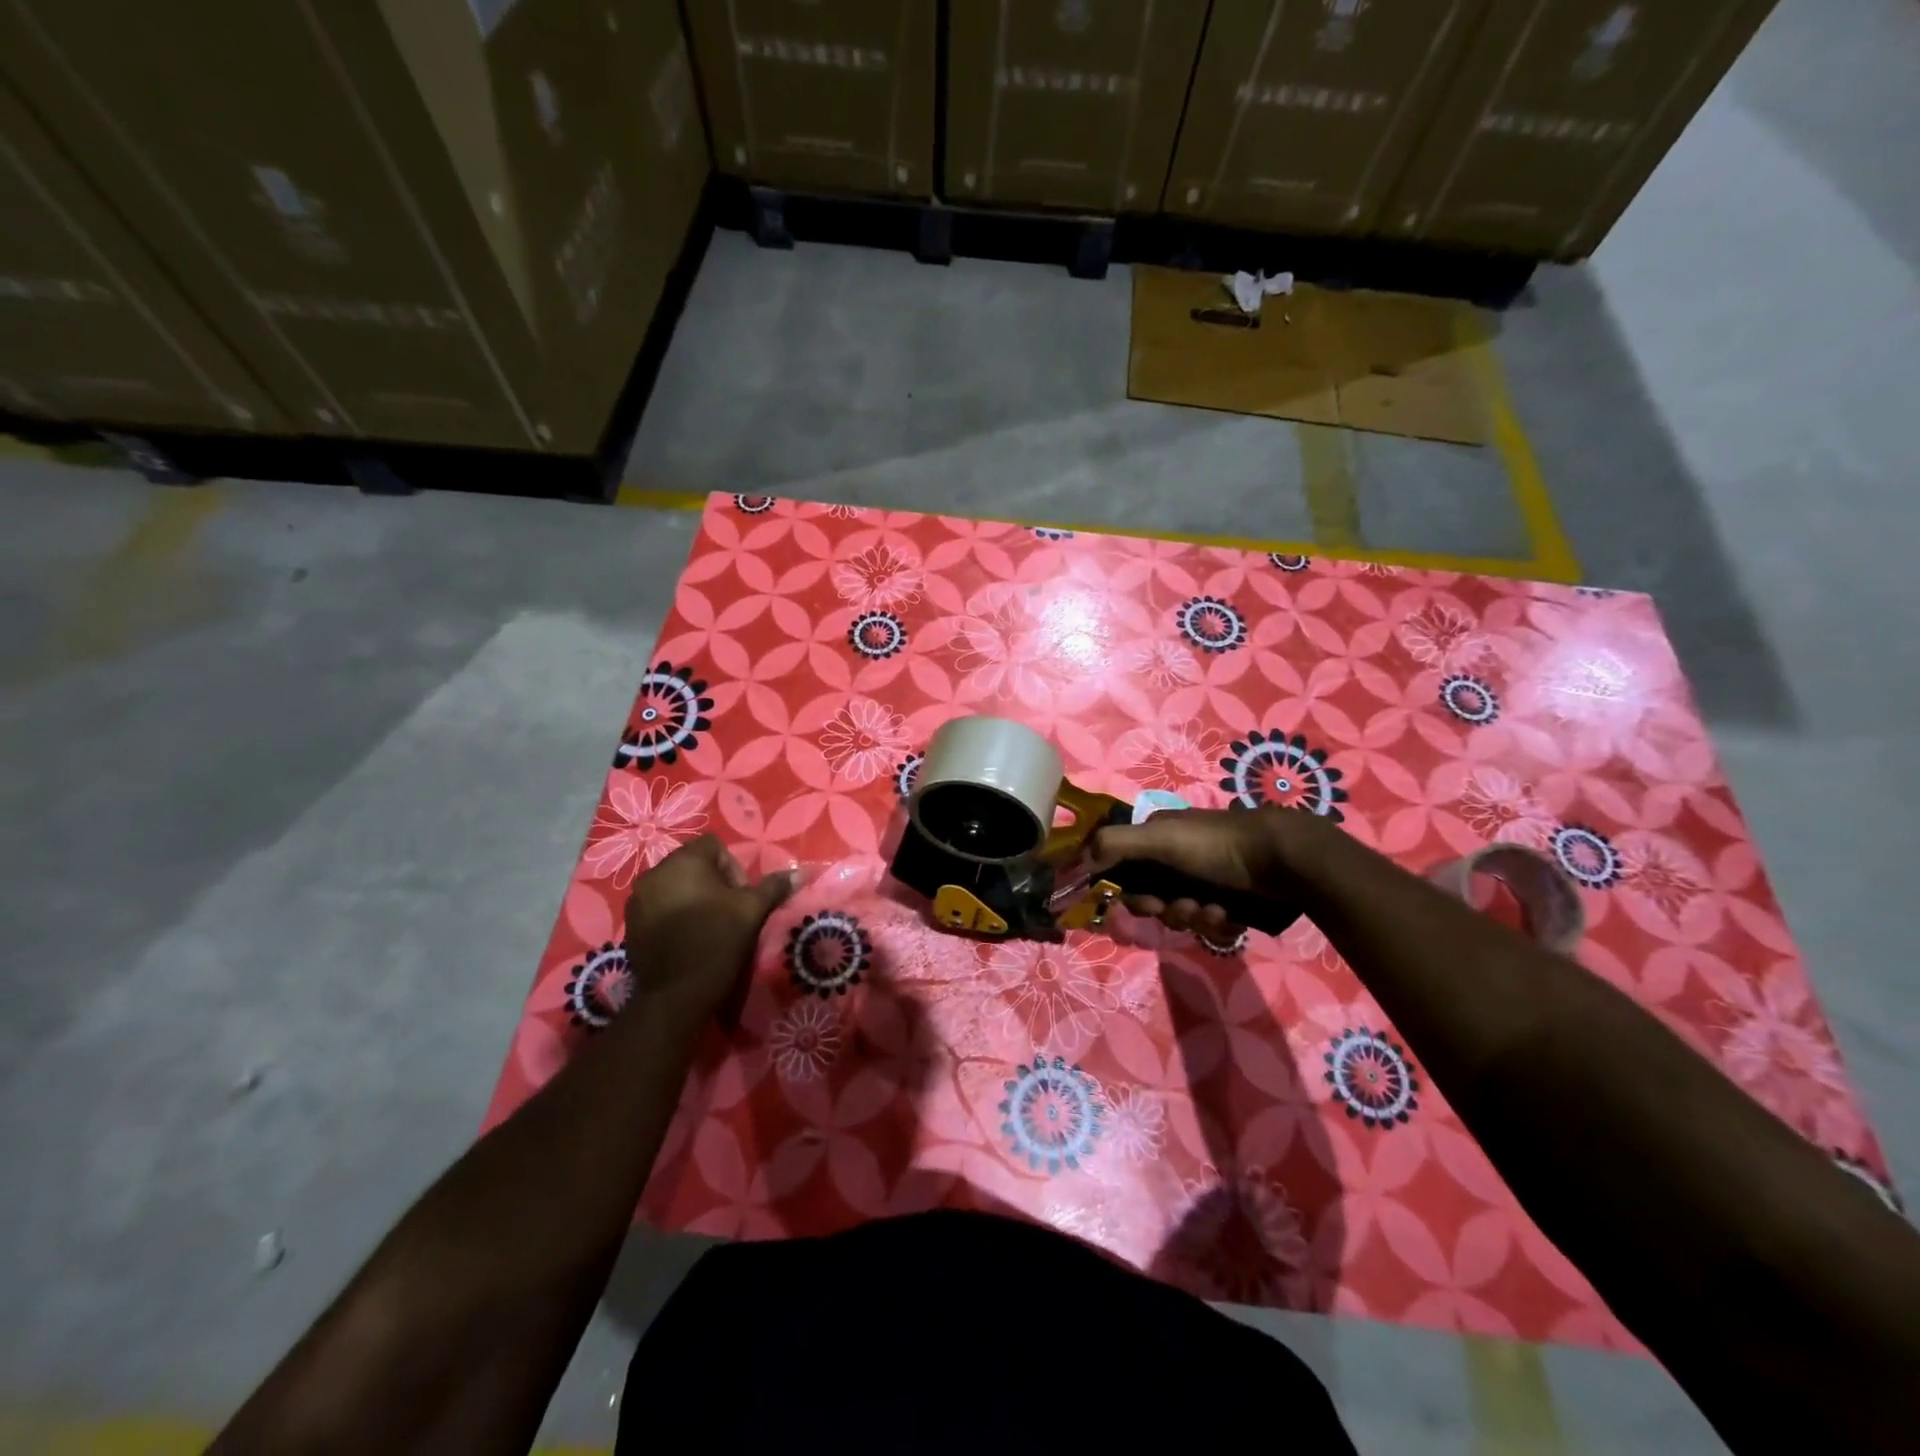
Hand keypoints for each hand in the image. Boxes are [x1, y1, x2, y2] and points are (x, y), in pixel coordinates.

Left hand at [623, 836, 795, 1026]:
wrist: (675, 994)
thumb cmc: (717, 941)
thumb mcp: (752, 911)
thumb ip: (774, 887)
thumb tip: (800, 872)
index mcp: (684, 861)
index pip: (713, 846)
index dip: (733, 868)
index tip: (740, 897)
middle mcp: (655, 872)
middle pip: (692, 865)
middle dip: (713, 883)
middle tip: (727, 911)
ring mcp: (638, 899)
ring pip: (674, 886)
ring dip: (692, 898)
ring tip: (707, 925)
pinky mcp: (630, 923)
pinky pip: (658, 906)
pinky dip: (674, 914)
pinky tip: (687, 938)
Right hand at [1088, 806, 1302, 934]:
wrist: (1284, 861)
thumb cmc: (1216, 845)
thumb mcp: (1160, 838)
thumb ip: (1114, 845)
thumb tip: (1074, 864)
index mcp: (1157, 837)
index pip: (1123, 869)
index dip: (1126, 890)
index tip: (1137, 901)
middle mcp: (1177, 858)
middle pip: (1151, 898)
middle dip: (1164, 908)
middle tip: (1181, 905)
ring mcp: (1204, 880)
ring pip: (1179, 914)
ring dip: (1192, 917)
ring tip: (1213, 909)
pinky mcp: (1229, 902)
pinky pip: (1208, 924)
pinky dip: (1216, 922)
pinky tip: (1230, 915)